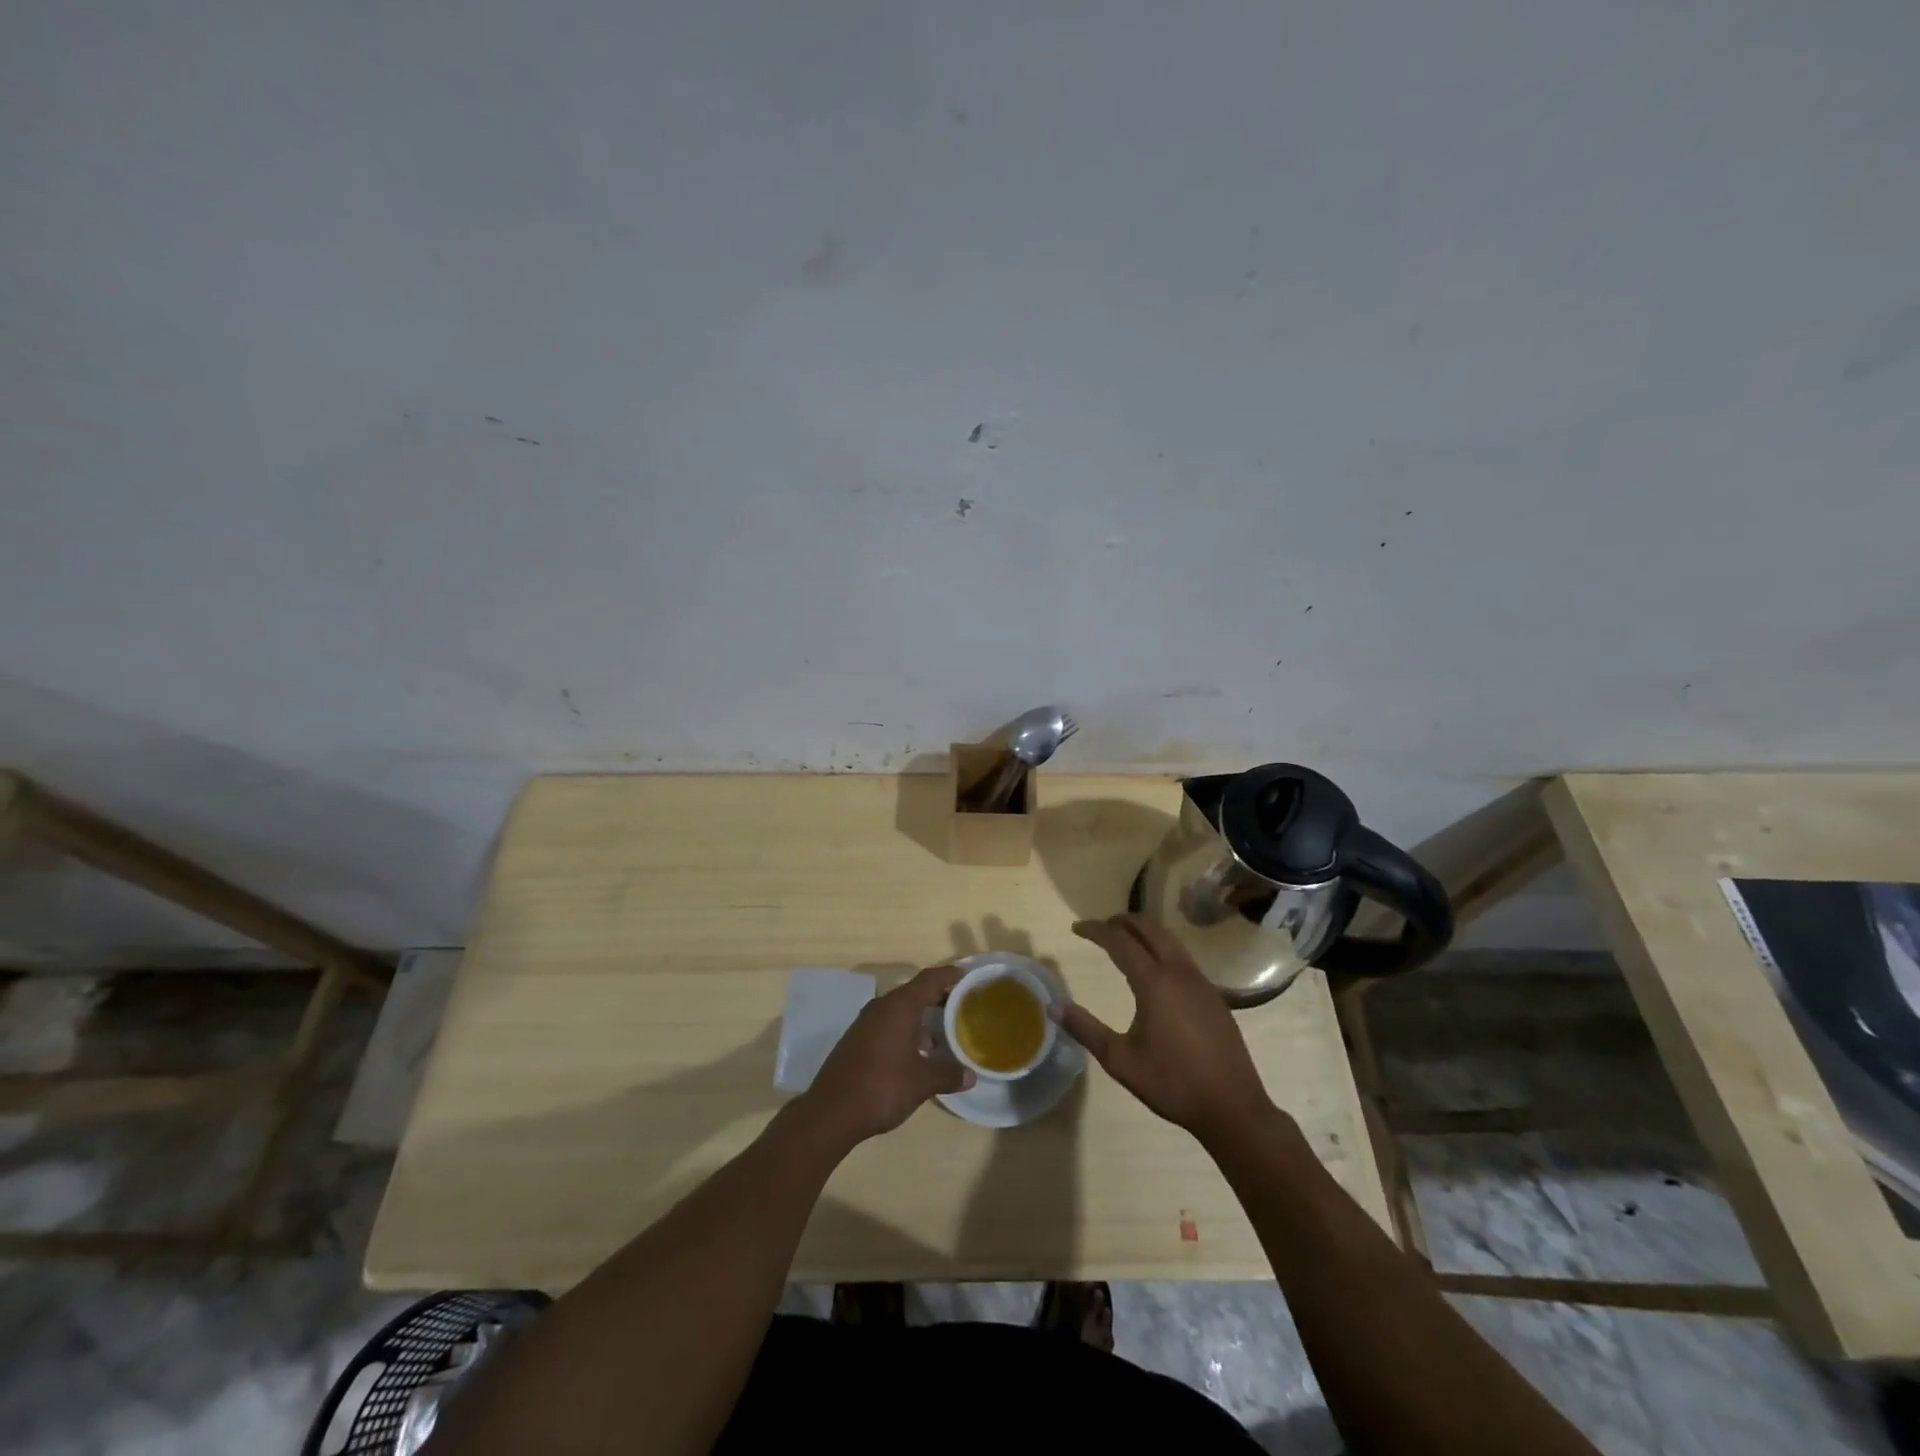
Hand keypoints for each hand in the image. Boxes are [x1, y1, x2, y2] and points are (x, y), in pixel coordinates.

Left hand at [798, 963, 974, 1146]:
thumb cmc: (883, 1087)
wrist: (832, 1112)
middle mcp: (882, 1007)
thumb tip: (970, 1075)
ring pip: (899, 1010)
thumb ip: (948, 1074)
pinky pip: (887, 1025)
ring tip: (942, 1035)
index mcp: (900, 1006)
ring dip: (920, 1018)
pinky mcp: (856, 1039)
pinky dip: (905, 1031)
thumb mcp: (922, 1082)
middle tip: (960, 1006)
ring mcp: (866, 1023)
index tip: (966, 976)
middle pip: (914, 992)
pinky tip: (916, 1053)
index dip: (949, 975)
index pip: (929, 979)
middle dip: (937, 998)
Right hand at [1060, 914, 1275, 1146]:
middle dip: (1122, 922)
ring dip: (1144, 932)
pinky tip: (1153, 971)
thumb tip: (1054, 1006)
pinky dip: (1161, 948)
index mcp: (1155, 983)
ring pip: (1169, 940)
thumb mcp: (1120, 1060)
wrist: (1233, 1107)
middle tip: (1099, 929)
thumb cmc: (1173, 1083)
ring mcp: (1200, 982)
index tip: (1076, 928)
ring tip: (1123, 942)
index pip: (1120, 941)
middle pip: (1149, 929)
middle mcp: (1179, 972)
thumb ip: (1086, 1029)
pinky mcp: (1213, 995)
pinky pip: (1182, 956)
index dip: (1096, 930)